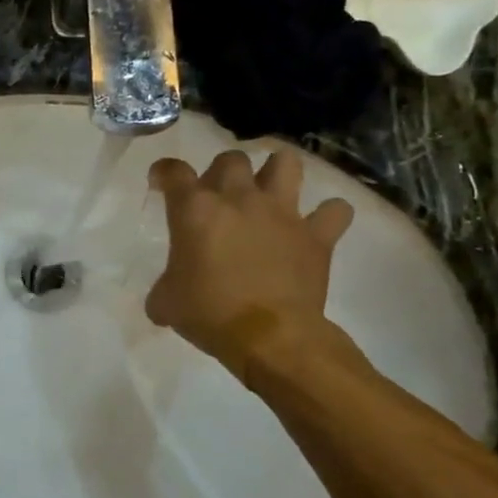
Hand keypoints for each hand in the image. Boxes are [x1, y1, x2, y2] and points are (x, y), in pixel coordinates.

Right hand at [145, 148, 354, 375]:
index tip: (163, 183)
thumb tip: (161, 301)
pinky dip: (330, 214)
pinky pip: (336, 211)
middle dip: (223, 171)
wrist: (270, 338)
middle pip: (231, 159)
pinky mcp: (316, 235)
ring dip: (278, 170)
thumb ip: (163, 289)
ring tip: (271, 187)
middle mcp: (238, 199)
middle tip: (220, 195)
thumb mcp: (167, 304)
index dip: (164, 173)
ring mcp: (281, 212)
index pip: (173, 171)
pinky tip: (319, 224)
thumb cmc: (210, 314)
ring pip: (285, 163)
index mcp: (195, 210)